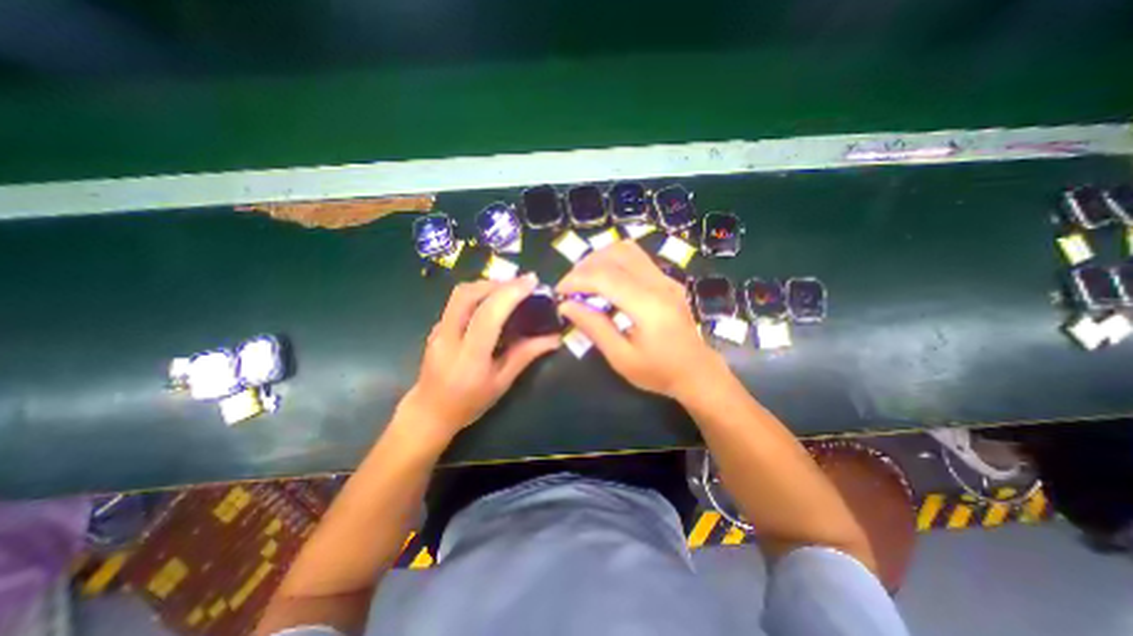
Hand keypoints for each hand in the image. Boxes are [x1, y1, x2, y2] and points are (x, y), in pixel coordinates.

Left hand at [395, 277, 559, 443]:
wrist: (429, 412)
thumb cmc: (469, 402)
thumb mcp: (502, 382)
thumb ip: (526, 355)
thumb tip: (554, 338)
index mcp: (468, 357)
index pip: (487, 315)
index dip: (510, 294)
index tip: (531, 282)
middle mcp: (448, 338)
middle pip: (466, 294)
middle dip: (496, 283)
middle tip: (520, 284)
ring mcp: (438, 330)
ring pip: (459, 294)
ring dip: (486, 285)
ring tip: (509, 290)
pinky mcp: (435, 327)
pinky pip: (457, 302)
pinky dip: (478, 294)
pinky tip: (492, 303)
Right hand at [557, 241, 725, 399]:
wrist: (697, 372)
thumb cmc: (658, 371)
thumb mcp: (621, 357)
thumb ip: (594, 327)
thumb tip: (566, 305)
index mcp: (649, 306)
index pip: (606, 277)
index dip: (577, 279)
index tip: (560, 291)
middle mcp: (659, 284)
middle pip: (615, 255)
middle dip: (585, 265)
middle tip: (571, 286)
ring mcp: (666, 279)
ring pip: (627, 250)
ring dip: (600, 258)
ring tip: (585, 279)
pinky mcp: (667, 280)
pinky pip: (637, 258)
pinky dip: (614, 261)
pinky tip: (605, 279)